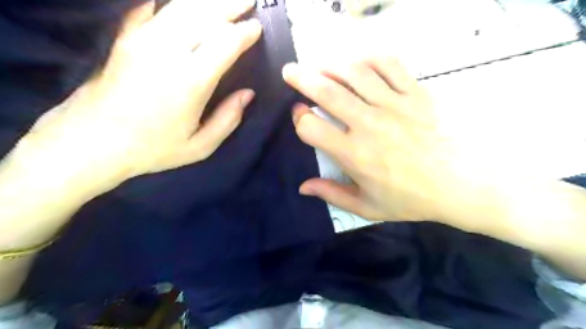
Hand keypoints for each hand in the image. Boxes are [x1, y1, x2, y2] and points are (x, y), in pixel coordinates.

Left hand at [14, 0, 259, 190]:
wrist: (92, 142)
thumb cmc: (152, 148)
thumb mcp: (200, 146)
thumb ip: (228, 119)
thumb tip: (248, 94)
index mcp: (191, 80)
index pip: (225, 43)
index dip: (245, 32)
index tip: (257, 28)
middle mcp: (168, 51)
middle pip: (205, 15)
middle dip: (230, 4)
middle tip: (249, 0)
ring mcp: (143, 39)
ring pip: (180, 7)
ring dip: (207, 0)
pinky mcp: (125, 38)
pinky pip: (150, 8)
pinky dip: (168, 1)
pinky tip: (180, 1)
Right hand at [282, 56, 490, 228]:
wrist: (464, 185)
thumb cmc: (412, 199)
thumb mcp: (367, 207)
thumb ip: (332, 194)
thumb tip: (303, 187)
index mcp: (353, 153)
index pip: (312, 126)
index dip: (299, 118)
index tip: (298, 114)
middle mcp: (368, 124)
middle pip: (326, 91)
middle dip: (301, 78)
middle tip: (290, 71)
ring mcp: (394, 105)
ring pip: (354, 73)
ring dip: (331, 65)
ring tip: (320, 65)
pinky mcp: (416, 93)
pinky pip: (389, 65)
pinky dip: (370, 58)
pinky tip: (359, 61)